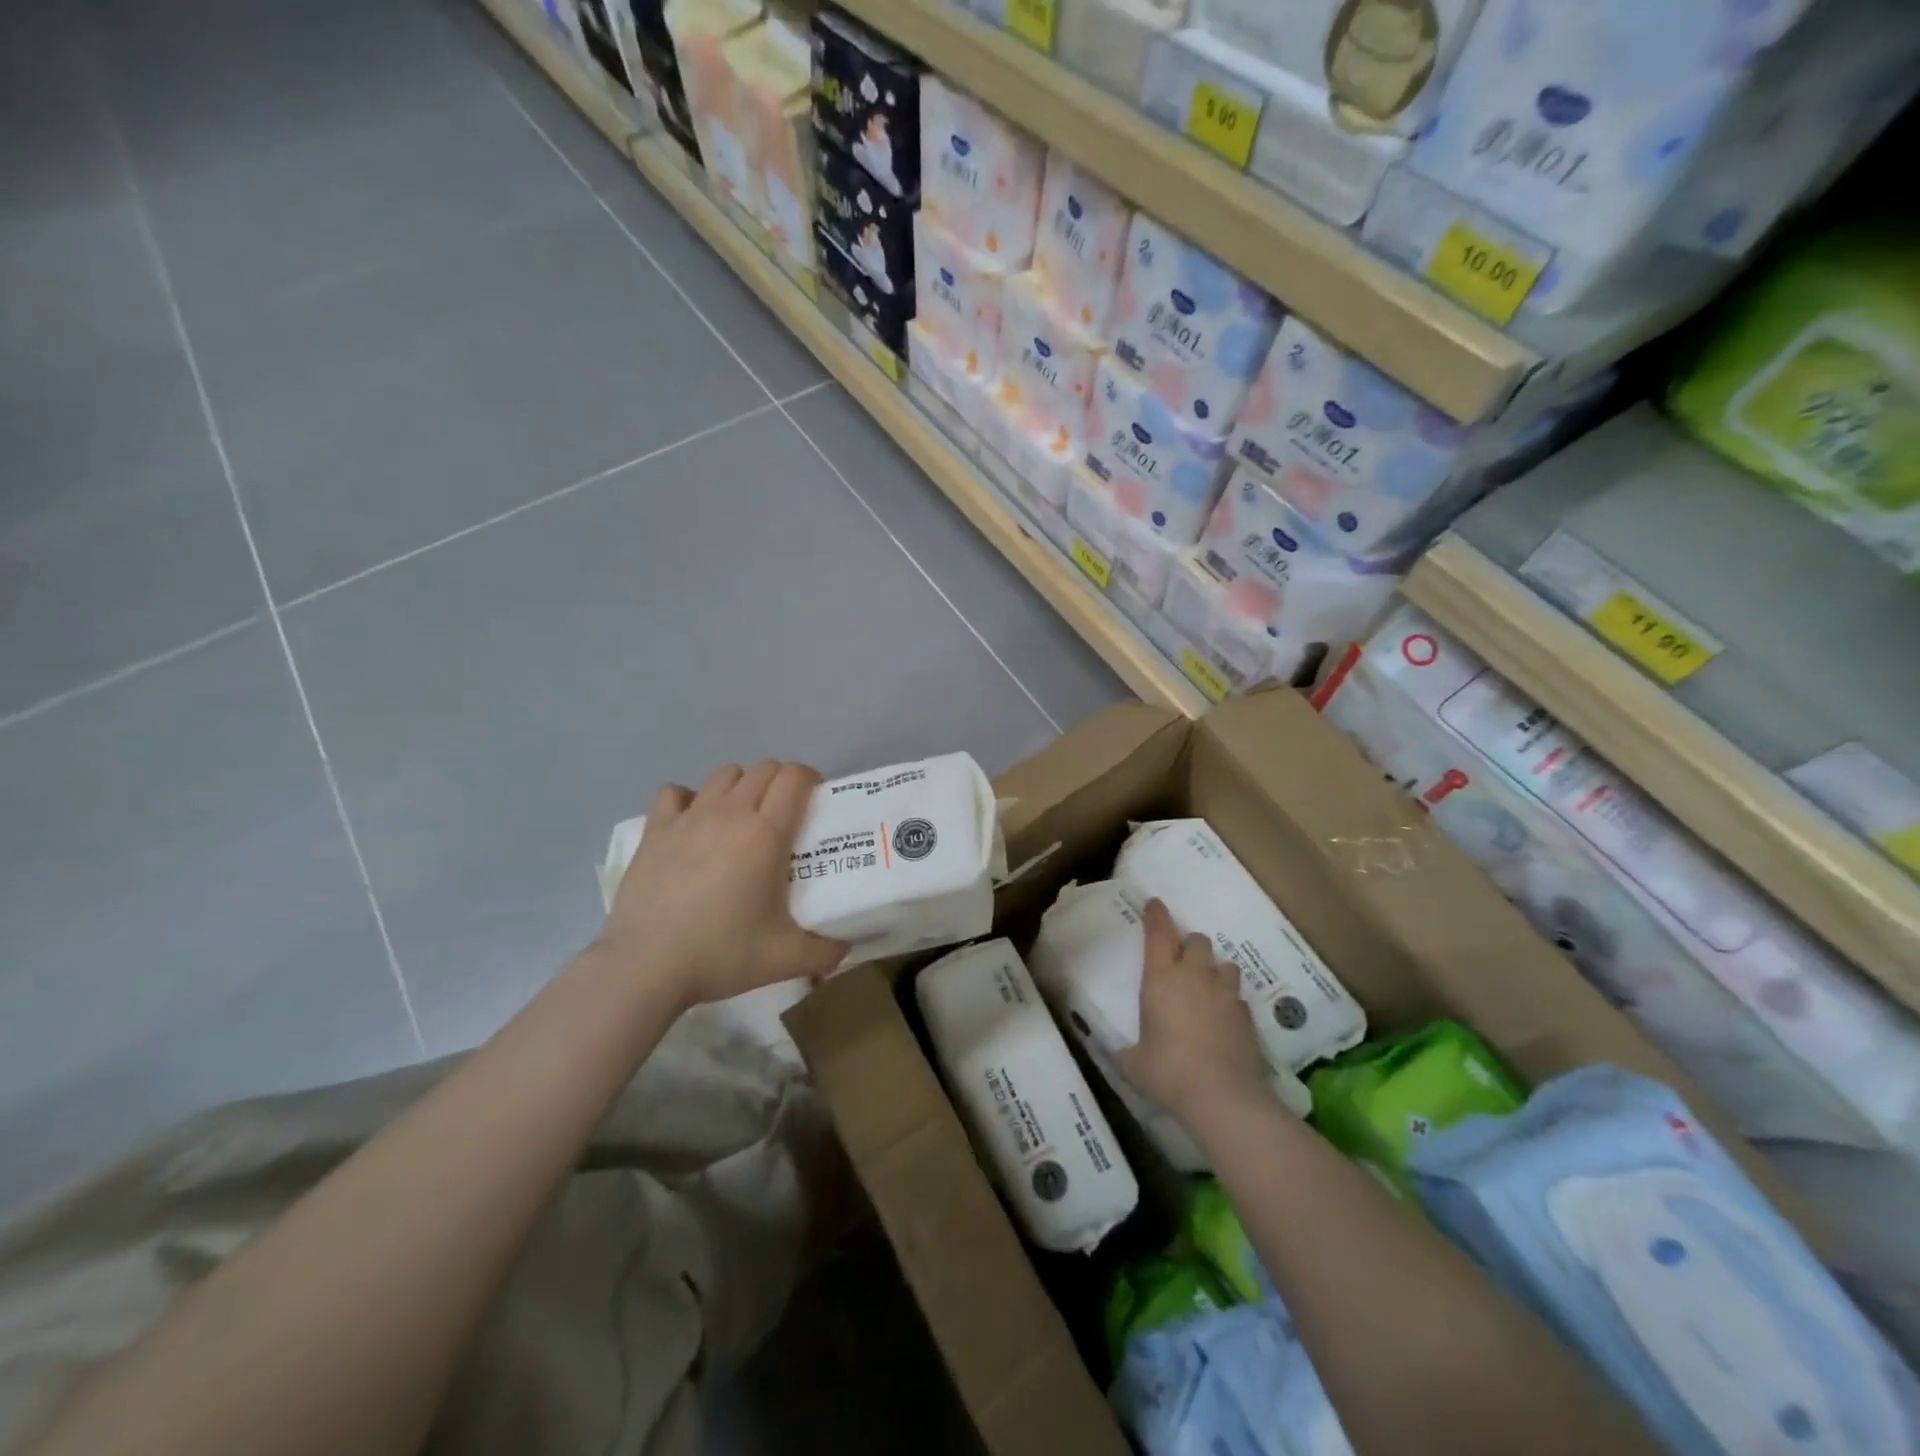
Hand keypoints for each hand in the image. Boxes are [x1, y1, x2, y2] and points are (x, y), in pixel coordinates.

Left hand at [597, 761, 847, 1008]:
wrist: (645, 967)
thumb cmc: (721, 954)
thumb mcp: (786, 959)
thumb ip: (825, 952)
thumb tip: (845, 948)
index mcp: (766, 833)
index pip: (795, 777)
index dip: (811, 780)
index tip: (815, 803)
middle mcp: (730, 813)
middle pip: (763, 768)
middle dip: (780, 781)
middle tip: (784, 814)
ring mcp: (689, 817)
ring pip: (724, 774)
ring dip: (741, 786)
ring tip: (742, 817)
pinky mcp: (655, 830)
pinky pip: (675, 793)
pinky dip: (689, 799)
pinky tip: (693, 823)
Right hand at [1117, 898, 1272, 1125]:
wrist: (1224, 1097)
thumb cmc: (1168, 1072)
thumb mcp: (1134, 1063)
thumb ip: (1127, 1052)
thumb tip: (1119, 1054)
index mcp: (1161, 978)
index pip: (1158, 933)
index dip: (1156, 915)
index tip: (1155, 903)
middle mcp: (1194, 976)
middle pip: (1197, 941)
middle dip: (1189, 945)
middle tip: (1181, 961)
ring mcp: (1225, 993)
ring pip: (1224, 964)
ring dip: (1214, 970)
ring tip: (1207, 987)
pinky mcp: (1247, 1015)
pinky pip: (1237, 996)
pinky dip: (1229, 1000)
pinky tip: (1224, 1019)